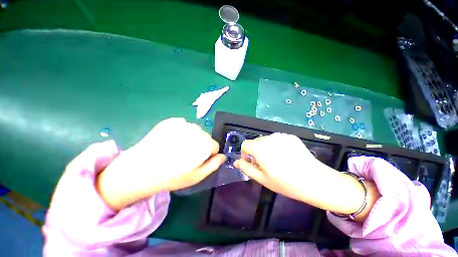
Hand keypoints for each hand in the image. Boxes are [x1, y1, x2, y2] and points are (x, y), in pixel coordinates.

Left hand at [97, 118, 225, 209]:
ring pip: (195, 131)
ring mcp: (184, 123)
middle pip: (206, 137)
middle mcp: (197, 130)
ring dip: (191, 138)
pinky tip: (171, 140)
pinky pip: (183, 125)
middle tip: (186, 156)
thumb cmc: (172, 176)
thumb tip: (223, 156)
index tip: (197, 161)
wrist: (140, 169)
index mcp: (205, 144)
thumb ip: (214, 165)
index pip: (215, 146)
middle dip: (200, 145)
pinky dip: (181, 131)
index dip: (208, 155)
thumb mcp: (197, 176)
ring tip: (177, 148)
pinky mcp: (171, 121)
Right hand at [234, 133, 369, 218]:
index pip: (245, 144)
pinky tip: (286, 155)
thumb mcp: (262, 179)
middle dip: (256, 151)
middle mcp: (269, 138)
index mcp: (260, 148)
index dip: (245, 153)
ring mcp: (281, 136)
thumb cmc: (286, 183)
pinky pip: (277, 139)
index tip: (251, 162)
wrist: (314, 180)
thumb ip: (246, 168)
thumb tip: (236, 162)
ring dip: (266, 148)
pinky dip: (276, 145)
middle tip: (265, 164)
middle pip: (256, 142)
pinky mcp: (290, 136)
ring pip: (266, 140)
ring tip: (276, 160)